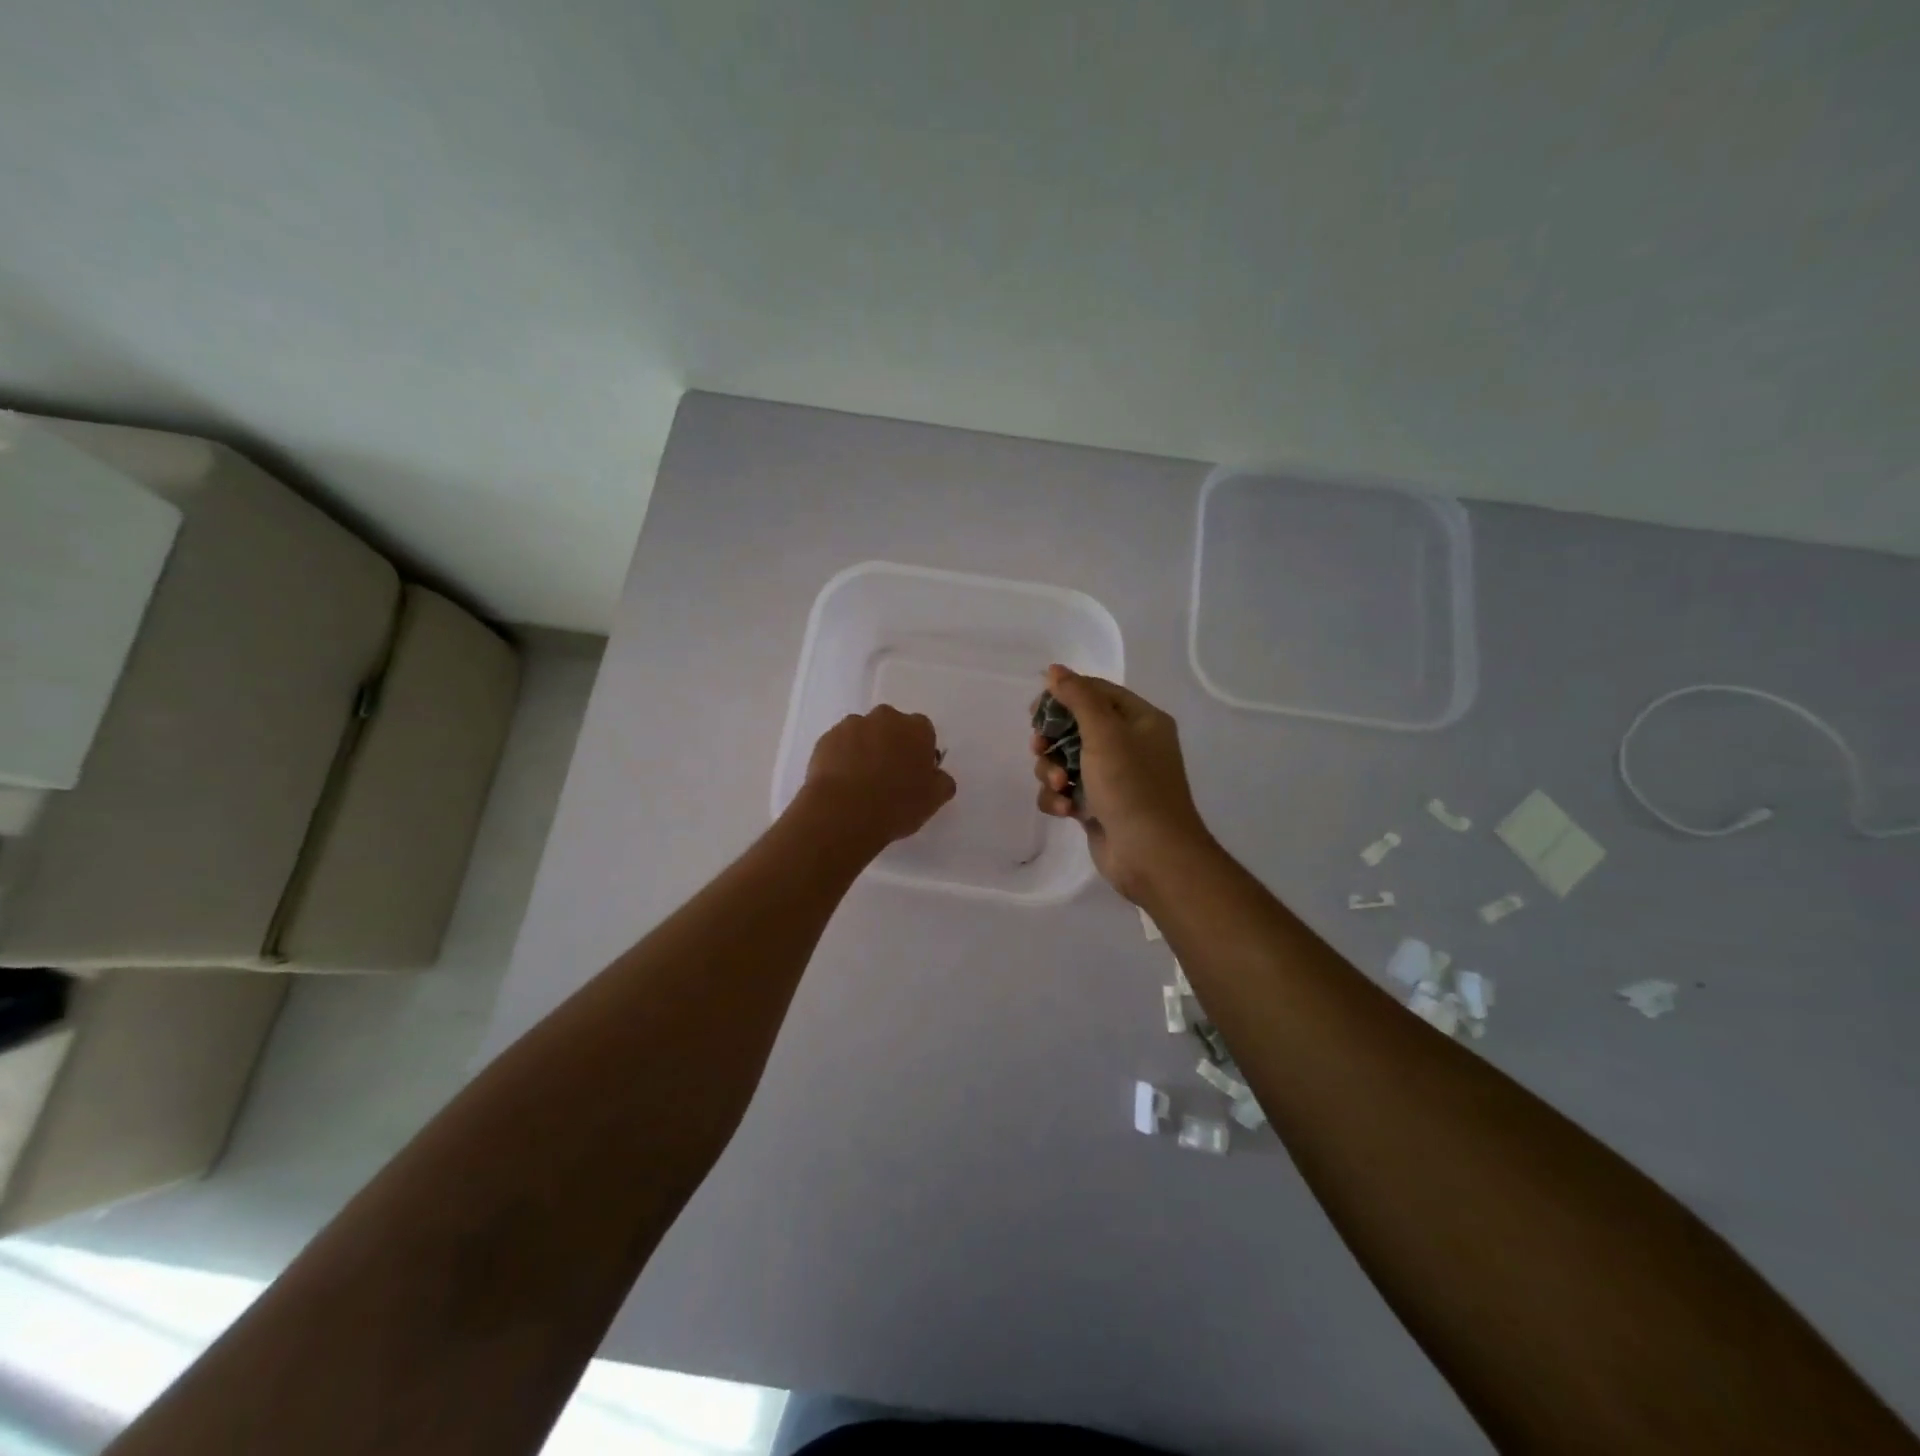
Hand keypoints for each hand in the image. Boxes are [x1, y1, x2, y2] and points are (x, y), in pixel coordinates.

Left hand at [802, 705, 956, 849]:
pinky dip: (841, 758)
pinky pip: (839, 745)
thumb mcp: (933, 800)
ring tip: (860, 782)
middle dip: (891, 744)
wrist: (843, 812)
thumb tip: (937, 775)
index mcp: (916, 728)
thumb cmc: (896, 805)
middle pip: (891, 727)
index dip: (919, 752)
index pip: (923, 732)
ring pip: (863, 734)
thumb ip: (942, 781)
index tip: (914, 773)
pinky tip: (842, 783)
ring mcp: (852, 725)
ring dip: (864, 749)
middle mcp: (885, 718)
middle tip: (887, 776)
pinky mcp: (826, 738)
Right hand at [1031, 665, 1212, 901]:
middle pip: (1076, 727)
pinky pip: (1066, 790)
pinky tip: (1064, 809)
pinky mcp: (1098, 807)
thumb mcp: (1105, 733)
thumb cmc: (1131, 786)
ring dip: (1052, 771)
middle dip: (1053, 740)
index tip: (1035, 709)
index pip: (1097, 692)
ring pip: (1065, 760)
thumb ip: (1078, 698)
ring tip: (1060, 786)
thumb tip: (1055, 670)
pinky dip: (1059, 797)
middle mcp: (1129, 745)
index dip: (1065, 695)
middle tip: (1039, 747)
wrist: (1151, 856)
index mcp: (1141, 721)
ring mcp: (1113, 778)